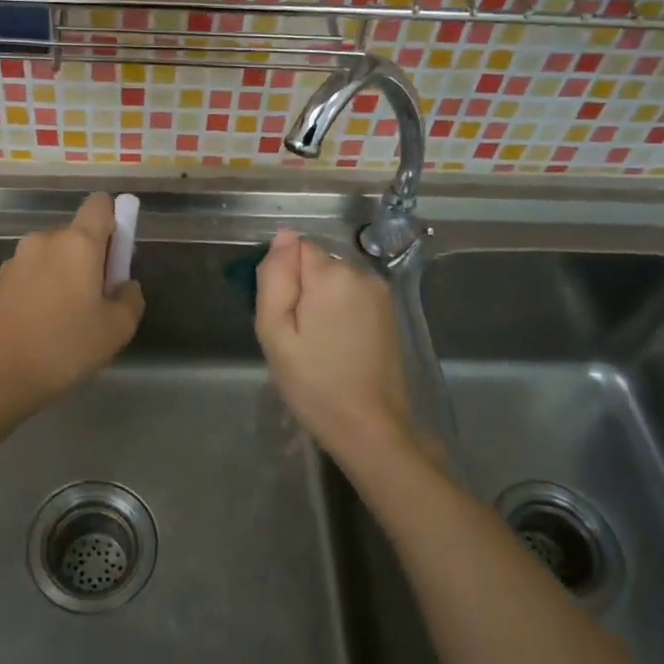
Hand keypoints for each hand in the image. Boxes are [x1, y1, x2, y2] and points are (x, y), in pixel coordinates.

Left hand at [0, 193, 144, 412]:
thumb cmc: (65, 347)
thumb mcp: (117, 329)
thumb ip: (131, 298)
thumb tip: (124, 285)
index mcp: (77, 242)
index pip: (100, 204)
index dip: (115, 219)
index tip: (118, 254)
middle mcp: (45, 240)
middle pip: (78, 234)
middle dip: (92, 257)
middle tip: (99, 299)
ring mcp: (17, 259)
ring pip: (55, 255)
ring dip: (67, 274)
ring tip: (70, 318)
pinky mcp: (0, 281)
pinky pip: (35, 273)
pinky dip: (46, 288)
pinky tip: (45, 324)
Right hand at [254, 230, 419, 463]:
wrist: (369, 426)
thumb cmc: (313, 383)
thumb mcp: (275, 331)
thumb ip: (274, 277)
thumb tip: (283, 236)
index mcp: (332, 275)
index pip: (295, 249)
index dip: (283, 279)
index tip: (284, 316)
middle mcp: (361, 273)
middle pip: (315, 264)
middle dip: (302, 290)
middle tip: (297, 336)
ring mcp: (380, 292)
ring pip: (333, 280)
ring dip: (320, 301)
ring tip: (317, 344)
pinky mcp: (388, 311)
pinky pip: (351, 295)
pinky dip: (339, 311)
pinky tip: (337, 345)